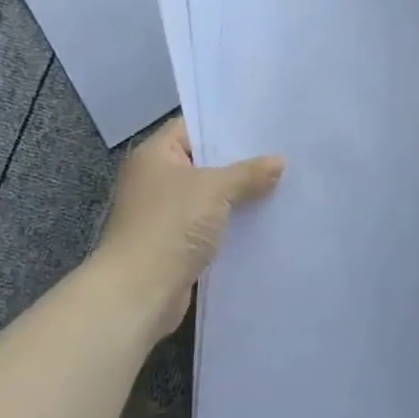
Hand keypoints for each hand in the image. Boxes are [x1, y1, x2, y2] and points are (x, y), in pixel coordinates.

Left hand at [87, 118, 283, 340]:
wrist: (139, 292)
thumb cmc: (171, 225)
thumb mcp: (215, 189)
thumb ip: (248, 173)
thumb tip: (279, 161)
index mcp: (155, 155)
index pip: (191, 127)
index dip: (224, 125)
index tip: (261, 126)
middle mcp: (154, 180)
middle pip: (202, 162)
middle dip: (238, 162)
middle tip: (278, 154)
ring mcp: (162, 214)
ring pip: (208, 196)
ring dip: (237, 195)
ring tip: (279, 185)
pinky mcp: (173, 244)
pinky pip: (208, 224)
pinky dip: (230, 223)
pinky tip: (262, 220)